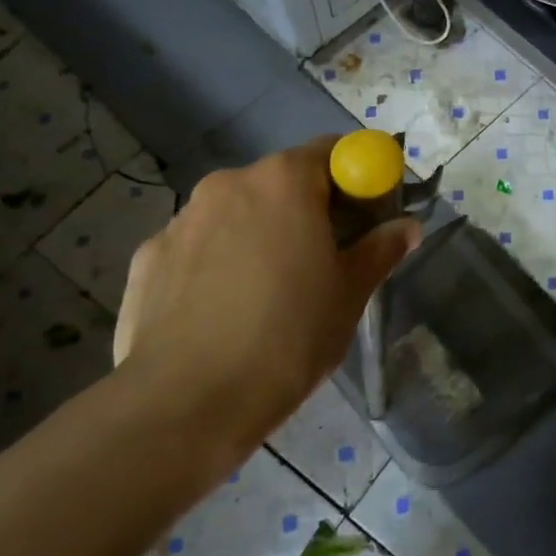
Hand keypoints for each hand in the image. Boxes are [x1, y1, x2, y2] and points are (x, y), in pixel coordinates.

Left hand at [112, 137, 419, 447]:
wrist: (186, 403)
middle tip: (325, 262)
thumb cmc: (287, 337)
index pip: (332, 152)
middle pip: (282, 181)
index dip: (357, 179)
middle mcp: (228, 183)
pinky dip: (217, 263)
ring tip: (268, 295)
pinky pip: (198, 247)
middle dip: (308, 210)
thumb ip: (381, 249)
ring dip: (260, 235)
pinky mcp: (147, 257)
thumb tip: (407, 226)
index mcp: (283, 181)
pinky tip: (222, 312)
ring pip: (237, 214)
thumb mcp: (349, 294)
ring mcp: (181, 219)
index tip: (367, 219)